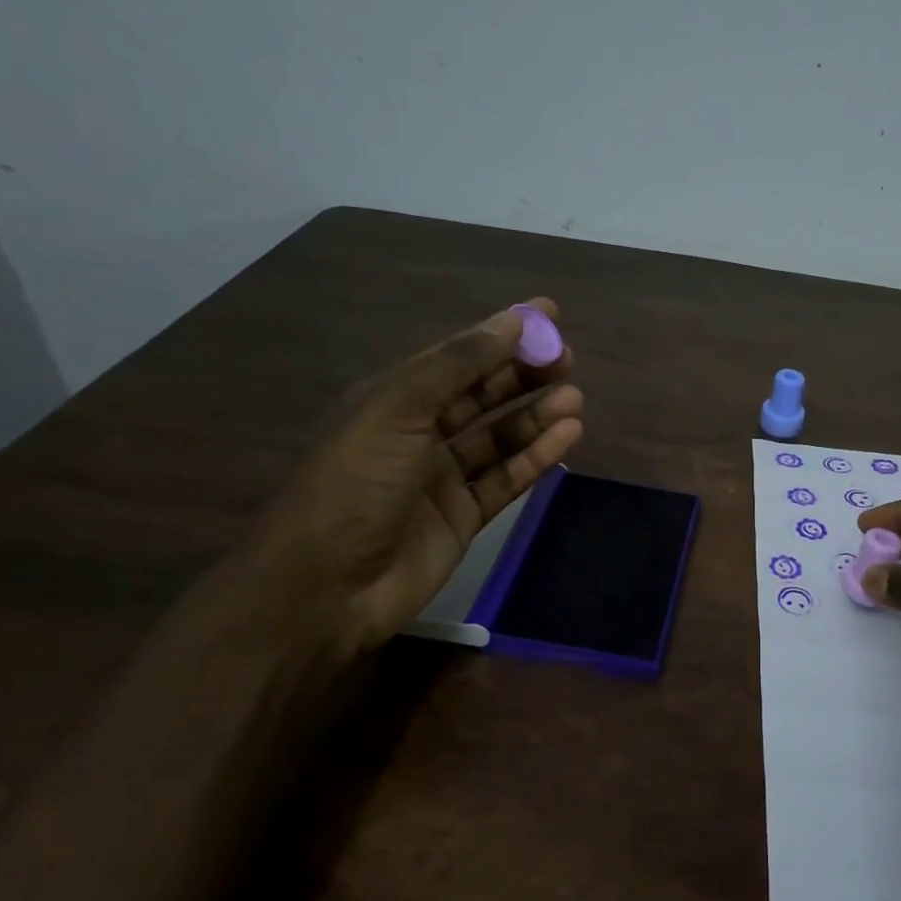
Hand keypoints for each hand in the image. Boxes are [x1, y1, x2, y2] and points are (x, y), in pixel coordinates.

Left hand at [247, 299, 583, 653]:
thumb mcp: (399, 409)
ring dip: (536, 417)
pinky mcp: (465, 517)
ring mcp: (443, 477)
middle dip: (524, 374)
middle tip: (568, 359)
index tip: (548, 314)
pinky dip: (536, 457)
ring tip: (575, 399)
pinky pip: (507, 478)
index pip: (457, 356)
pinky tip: (566, 438)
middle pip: (482, 394)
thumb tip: (513, 322)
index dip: (501, 333)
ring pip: (499, 437)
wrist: (325, 586)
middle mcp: (419, 433)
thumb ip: (458, 366)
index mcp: (393, 399)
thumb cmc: (355, 483)